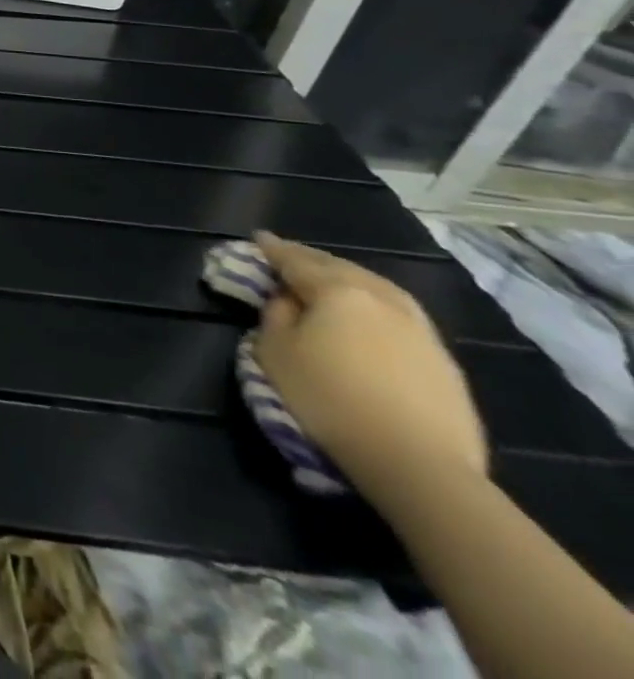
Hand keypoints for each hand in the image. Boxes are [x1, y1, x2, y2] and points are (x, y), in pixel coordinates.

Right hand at [252, 231, 486, 500]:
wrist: (420, 466)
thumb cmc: (330, 399)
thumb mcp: (275, 352)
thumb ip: (275, 315)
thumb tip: (288, 300)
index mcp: (338, 291)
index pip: (296, 260)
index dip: (273, 249)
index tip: (259, 238)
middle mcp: (382, 298)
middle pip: (340, 268)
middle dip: (312, 260)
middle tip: (290, 257)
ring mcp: (421, 330)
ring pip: (377, 289)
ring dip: (350, 279)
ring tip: (332, 282)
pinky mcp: (445, 362)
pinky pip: (400, 317)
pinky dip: (376, 307)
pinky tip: (371, 320)